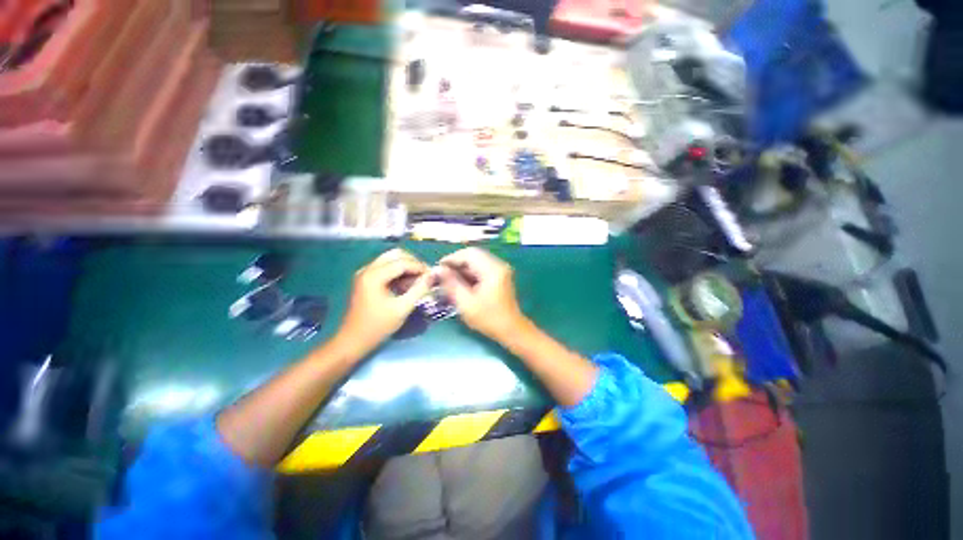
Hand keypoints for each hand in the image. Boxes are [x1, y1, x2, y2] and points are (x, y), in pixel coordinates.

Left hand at [335, 249, 431, 356]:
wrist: (353, 341)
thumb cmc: (377, 326)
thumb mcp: (402, 308)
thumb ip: (419, 290)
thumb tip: (432, 276)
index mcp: (374, 276)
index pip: (402, 262)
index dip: (420, 267)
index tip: (432, 276)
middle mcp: (368, 269)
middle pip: (395, 255)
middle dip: (413, 263)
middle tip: (426, 275)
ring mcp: (365, 273)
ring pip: (391, 259)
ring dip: (407, 266)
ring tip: (418, 280)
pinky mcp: (366, 279)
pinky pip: (386, 267)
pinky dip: (399, 272)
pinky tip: (407, 284)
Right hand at [438, 247, 525, 340]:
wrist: (511, 329)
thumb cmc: (488, 318)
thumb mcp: (466, 302)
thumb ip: (451, 283)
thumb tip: (437, 270)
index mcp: (492, 269)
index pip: (469, 254)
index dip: (451, 258)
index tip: (438, 268)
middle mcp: (498, 264)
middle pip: (473, 255)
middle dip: (456, 263)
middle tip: (442, 274)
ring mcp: (500, 269)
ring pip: (477, 261)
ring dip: (462, 268)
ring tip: (449, 280)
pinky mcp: (500, 276)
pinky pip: (482, 268)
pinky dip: (470, 273)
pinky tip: (461, 283)